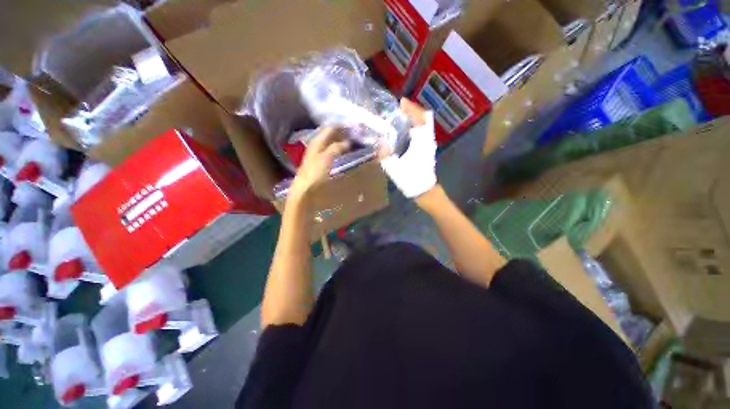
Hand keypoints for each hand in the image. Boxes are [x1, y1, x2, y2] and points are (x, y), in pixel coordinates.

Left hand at [290, 127, 349, 198]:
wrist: (305, 189)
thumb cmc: (315, 172)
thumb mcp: (327, 157)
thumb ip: (337, 147)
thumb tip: (348, 142)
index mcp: (317, 141)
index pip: (331, 128)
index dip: (342, 126)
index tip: (355, 128)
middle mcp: (317, 144)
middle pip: (331, 135)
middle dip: (343, 133)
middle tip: (356, 136)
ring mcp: (318, 153)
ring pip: (331, 143)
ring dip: (342, 142)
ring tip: (353, 144)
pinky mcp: (320, 162)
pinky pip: (331, 151)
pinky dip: (339, 150)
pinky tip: (344, 154)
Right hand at [380, 98, 437, 199]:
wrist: (424, 191)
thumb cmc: (410, 180)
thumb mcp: (394, 169)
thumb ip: (385, 155)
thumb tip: (380, 143)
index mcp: (421, 142)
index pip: (420, 119)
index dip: (411, 109)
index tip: (401, 102)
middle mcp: (427, 140)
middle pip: (424, 119)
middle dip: (412, 111)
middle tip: (399, 108)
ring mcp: (429, 145)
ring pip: (424, 125)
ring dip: (414, 118)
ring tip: (401, 116)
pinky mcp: (427, 150)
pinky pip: (423, 132)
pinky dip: (415, 126)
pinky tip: (405, 130)